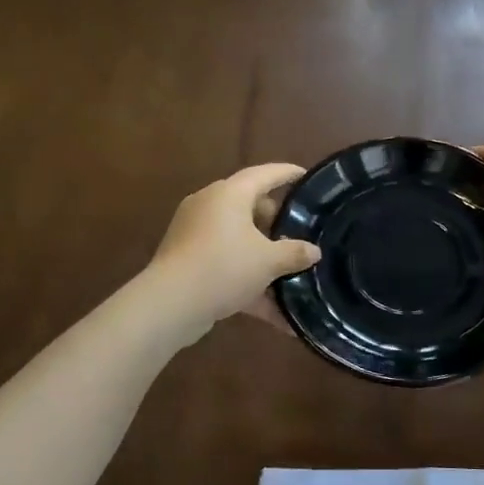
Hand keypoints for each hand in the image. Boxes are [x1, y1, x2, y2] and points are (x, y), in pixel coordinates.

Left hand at [147, 164, 320, 340]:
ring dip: (262, 255)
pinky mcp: (187, 260)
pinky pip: (225, 262)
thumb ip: (294, 253)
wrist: (170, 304)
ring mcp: (195, 233)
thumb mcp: (268, 261)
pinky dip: (246, 279)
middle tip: (298, 233)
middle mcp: (210, 206)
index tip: (305, 176)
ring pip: (237, 238)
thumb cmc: (224, 267)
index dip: (287, 173)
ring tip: (288, 270)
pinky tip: (272, 310)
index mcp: (229, 194)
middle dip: (275, 221)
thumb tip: (313, 251)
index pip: (264, 174)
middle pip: (249, 205)